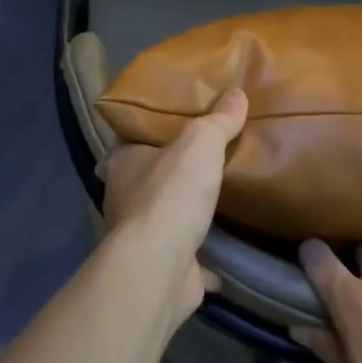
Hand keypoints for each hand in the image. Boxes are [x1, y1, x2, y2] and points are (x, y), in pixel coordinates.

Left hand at [98, 89, 246, 320]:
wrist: (160, 267)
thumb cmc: (171, 194)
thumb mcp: (200, 143)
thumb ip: (218, 120)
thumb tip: (237, 93)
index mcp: (123, 163)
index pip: (129, 140)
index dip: (147, 132)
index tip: (170, 126)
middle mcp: (124, 198)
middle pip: (146, 179)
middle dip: (168, 174)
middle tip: (200, 162)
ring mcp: (141, 238)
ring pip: (164, 219)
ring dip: (183, 214)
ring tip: (215, 201)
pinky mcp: (163, 269)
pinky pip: (188, 260)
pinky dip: (203, 260)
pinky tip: (226, 257)